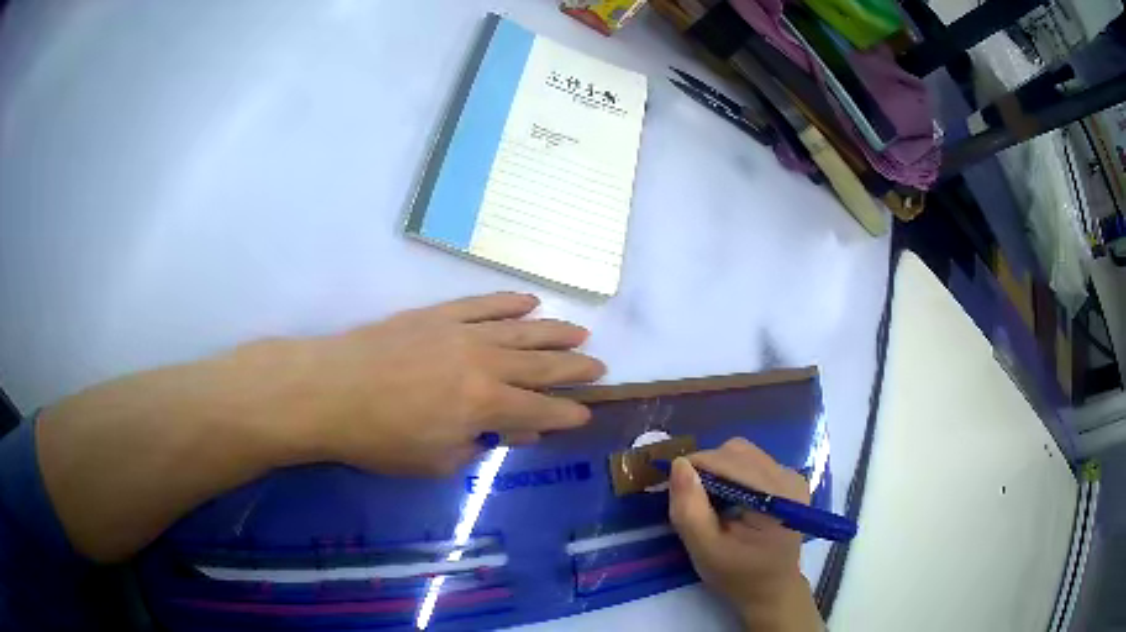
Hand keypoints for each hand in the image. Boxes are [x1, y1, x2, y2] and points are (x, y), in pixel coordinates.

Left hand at [252, 292, 604, 475]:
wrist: (330, 389)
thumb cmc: (380, 438)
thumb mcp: (436, 460)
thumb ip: (479, 445)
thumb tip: (511, 433)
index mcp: (485, 404)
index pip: (539, 410)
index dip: (566, 413)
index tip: (586, 412)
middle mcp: (484, 363)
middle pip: (540, 365)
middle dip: (573, 369)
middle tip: (600, 367)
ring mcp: (462, 332)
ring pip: (521, 330)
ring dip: (554, 332)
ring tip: (581, 333)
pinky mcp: (440, 315)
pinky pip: (484, 305)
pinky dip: (510, 303)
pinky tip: (531, 302)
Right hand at [668, 439, 822, 631]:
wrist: (771, 590)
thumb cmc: (738, 575)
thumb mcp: (705, 549)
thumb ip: (689, 509)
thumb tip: (679, 464)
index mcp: (774, 494)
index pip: (727, 461)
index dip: (694, 467)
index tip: (671, 488)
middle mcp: (788, 476)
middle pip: (736, 452)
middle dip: (706, 468)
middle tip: (691, 500)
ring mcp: (791, 476)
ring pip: (743, 453)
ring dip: (719, 471)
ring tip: (710, 503)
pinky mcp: (788, 480)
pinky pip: (752, 462)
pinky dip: (732, 475)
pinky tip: (729, 502)